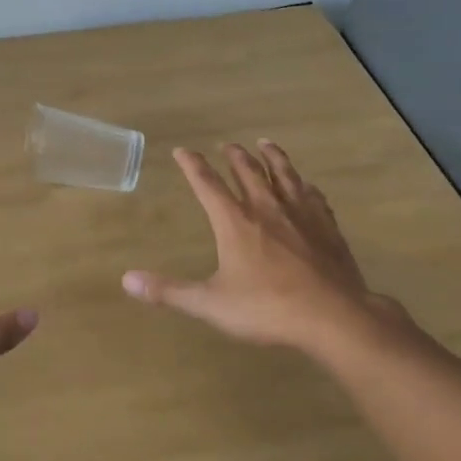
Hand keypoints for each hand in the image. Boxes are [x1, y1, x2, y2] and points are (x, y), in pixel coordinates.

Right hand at [122, 142, 407, 355]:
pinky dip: (305, 185)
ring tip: (266, 144)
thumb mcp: (210, 304)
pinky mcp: (327, 227)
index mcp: (235, 222)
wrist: (333, 315)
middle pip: (248, 172)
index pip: (207, 184)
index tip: (182, 151)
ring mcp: (301, 215)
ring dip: (272, 157)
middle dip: (234, 156)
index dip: (193, 165)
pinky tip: (307, 185)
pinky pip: (314, 196)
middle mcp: (267, 208)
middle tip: (227, 145)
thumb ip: (169, 291)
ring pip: (284, 175)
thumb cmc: (267, 308)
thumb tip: (127, 280)